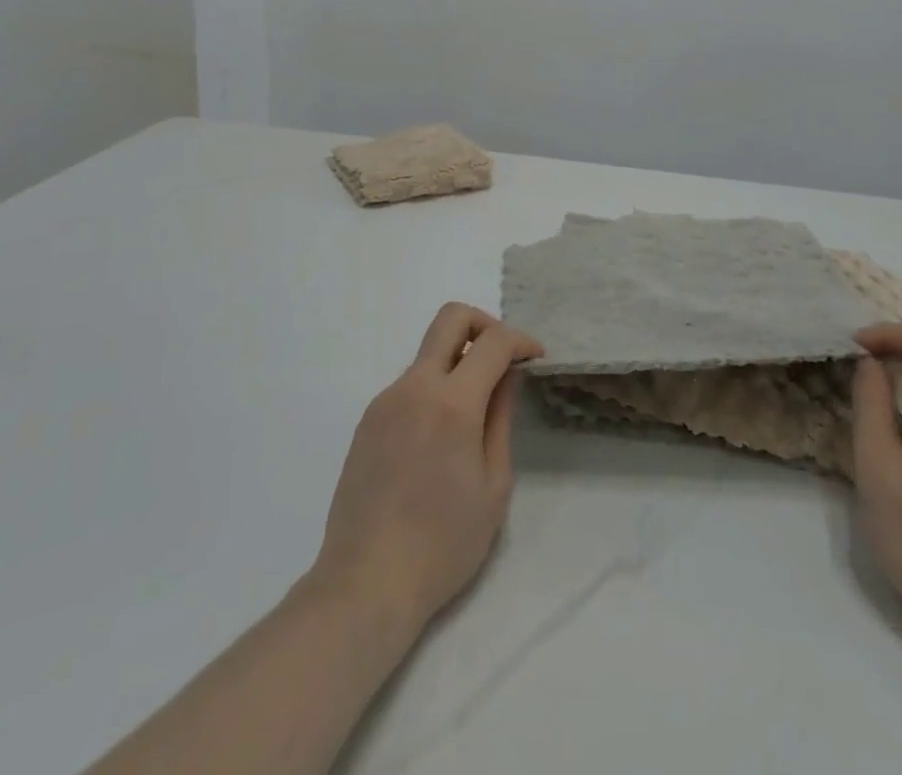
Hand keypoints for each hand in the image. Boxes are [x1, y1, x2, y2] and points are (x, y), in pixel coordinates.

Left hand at [310, 303, 544, 634]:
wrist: (365, 584)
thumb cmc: (443, 544)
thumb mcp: (493, 485)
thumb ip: (501, 418)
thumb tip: (506, 376)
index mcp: (451, 403)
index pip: (493, 341)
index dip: (521, 340)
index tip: (535, 358)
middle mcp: (414, 387)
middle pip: (450, 318)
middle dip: (485, 324)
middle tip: (503, 357)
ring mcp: (385, 400)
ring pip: (429, 354)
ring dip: (458, 364)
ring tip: (474, 415)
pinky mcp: (368, 420)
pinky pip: (410, 385)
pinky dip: (434, 390)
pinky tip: (440, 440)